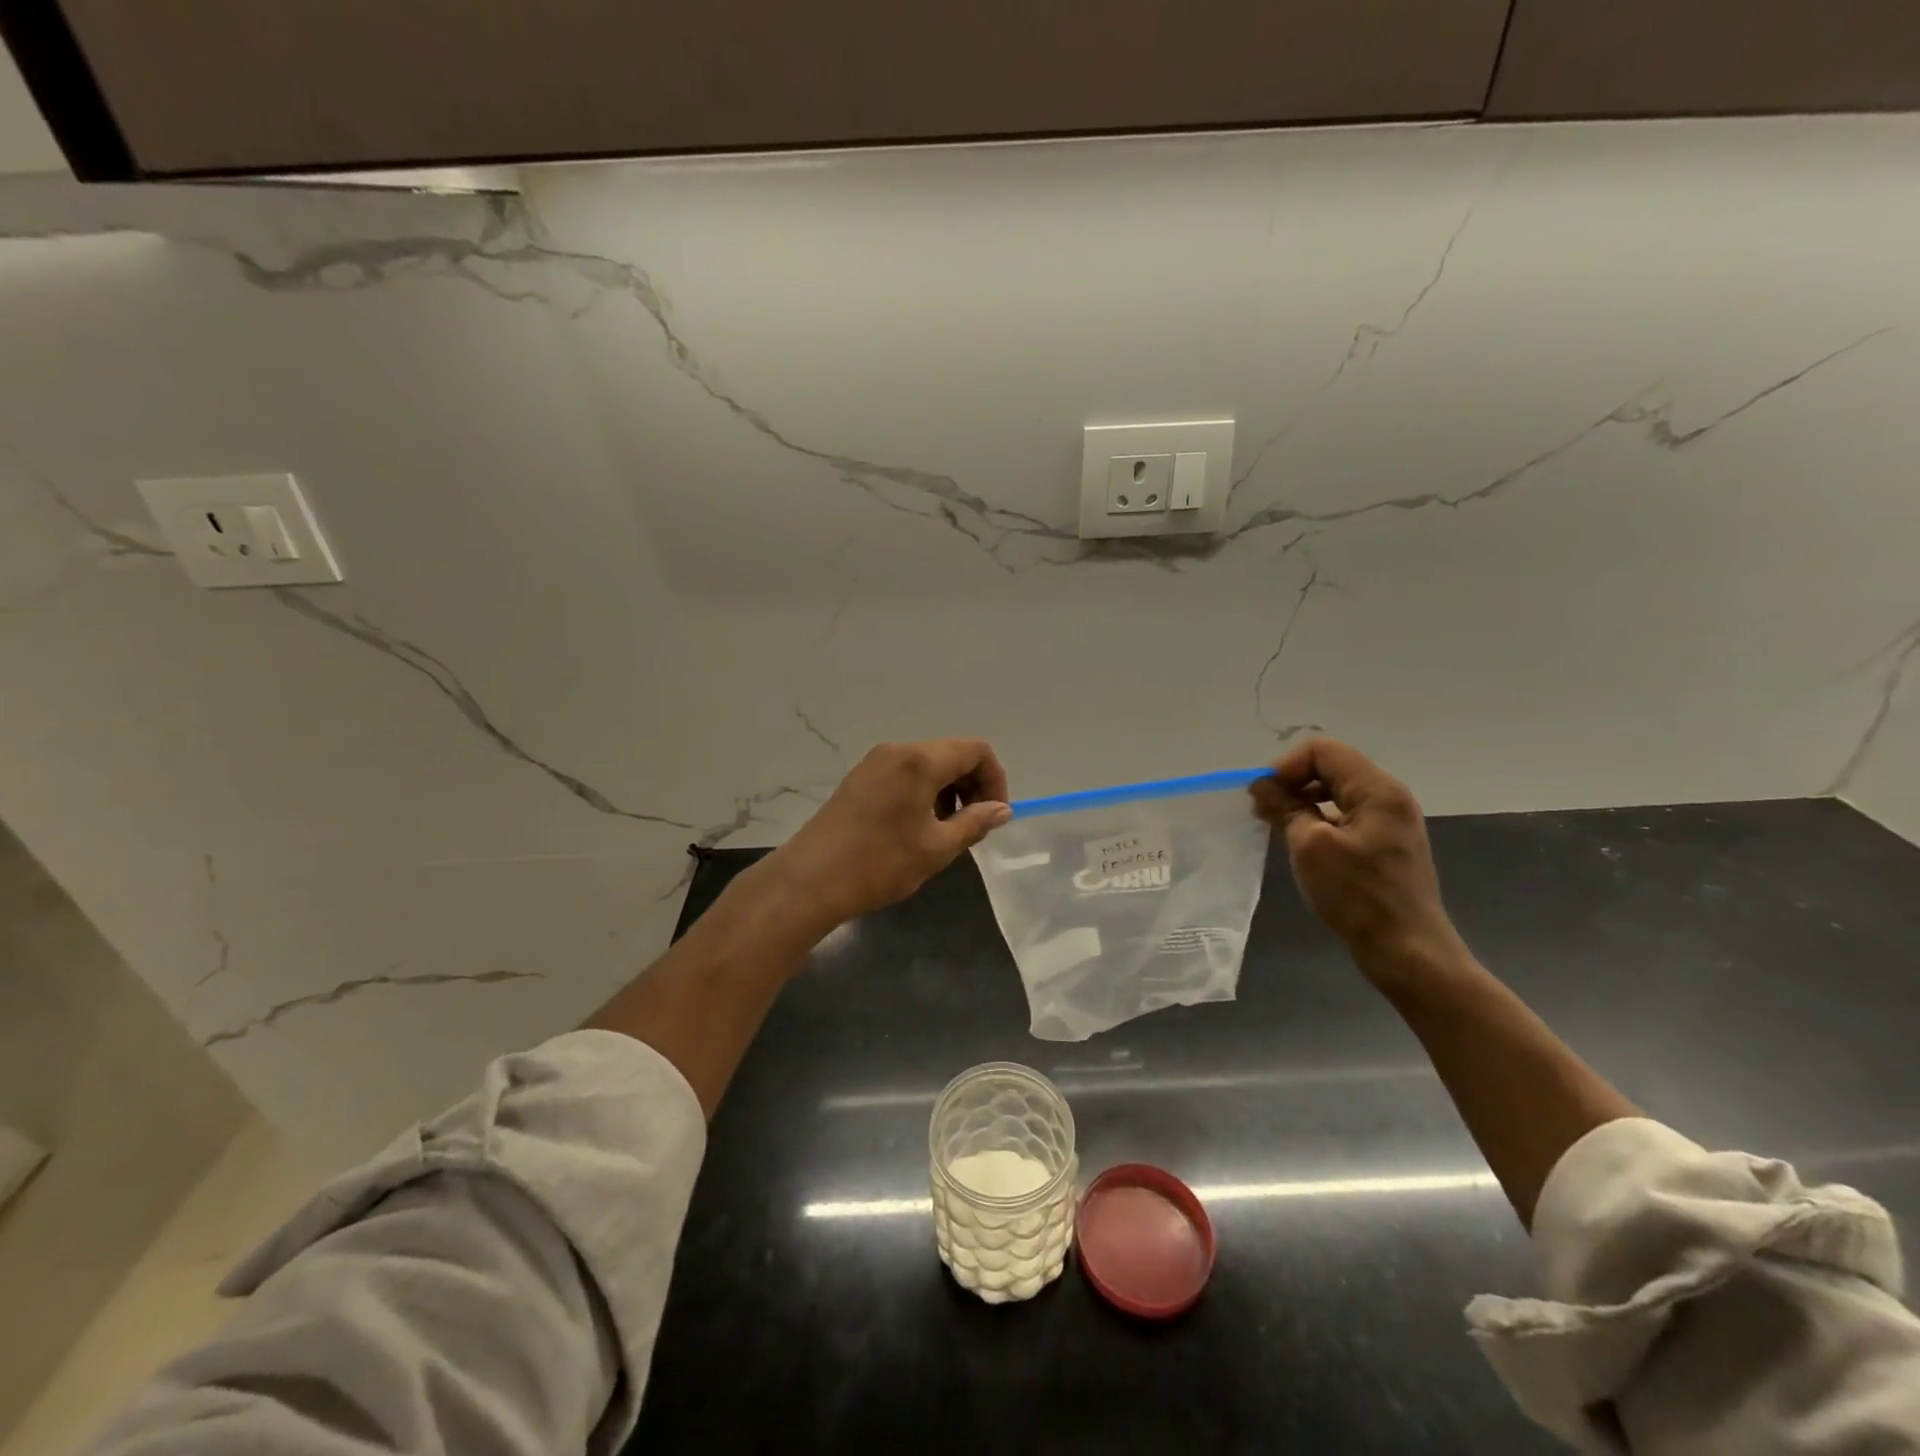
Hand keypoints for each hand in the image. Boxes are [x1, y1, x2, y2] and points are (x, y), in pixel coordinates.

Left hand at [764, 739, 1011, 929]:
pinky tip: (917, 828)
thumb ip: (975, 822)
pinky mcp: (859, 778)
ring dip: (948, 791)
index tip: (994, 815)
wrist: (810, 880)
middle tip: (973, 826)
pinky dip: (923, 792)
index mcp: (920, 761)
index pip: (976, 751)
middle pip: (951, 753)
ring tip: (946, 831)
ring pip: (927, 764)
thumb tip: (1002, 809)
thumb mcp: (937, 848)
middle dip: (972, 785)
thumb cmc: (880, 863)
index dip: (995, 780)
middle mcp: (897, 751)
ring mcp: (874, 762)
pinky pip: (904, 774)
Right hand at [1250, 737, 1463, 970]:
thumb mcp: (1310, 846)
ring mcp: (1390, 821)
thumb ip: (1285, 807)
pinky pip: (1345, 815)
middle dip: (1292, 782)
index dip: (1286, 766)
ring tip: (1276, 826)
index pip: (1322, 750)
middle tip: (1263, 811)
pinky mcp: (1385, 844)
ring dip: (1302, 801)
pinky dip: (1318, 819)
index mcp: (1377, 789)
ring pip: (1336, 792)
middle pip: (1330, 767)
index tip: (1264, 797)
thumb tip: (1261, 785)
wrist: (1407, 951)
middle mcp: (1389, 797)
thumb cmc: (1358, 896)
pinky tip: (1300, 842)